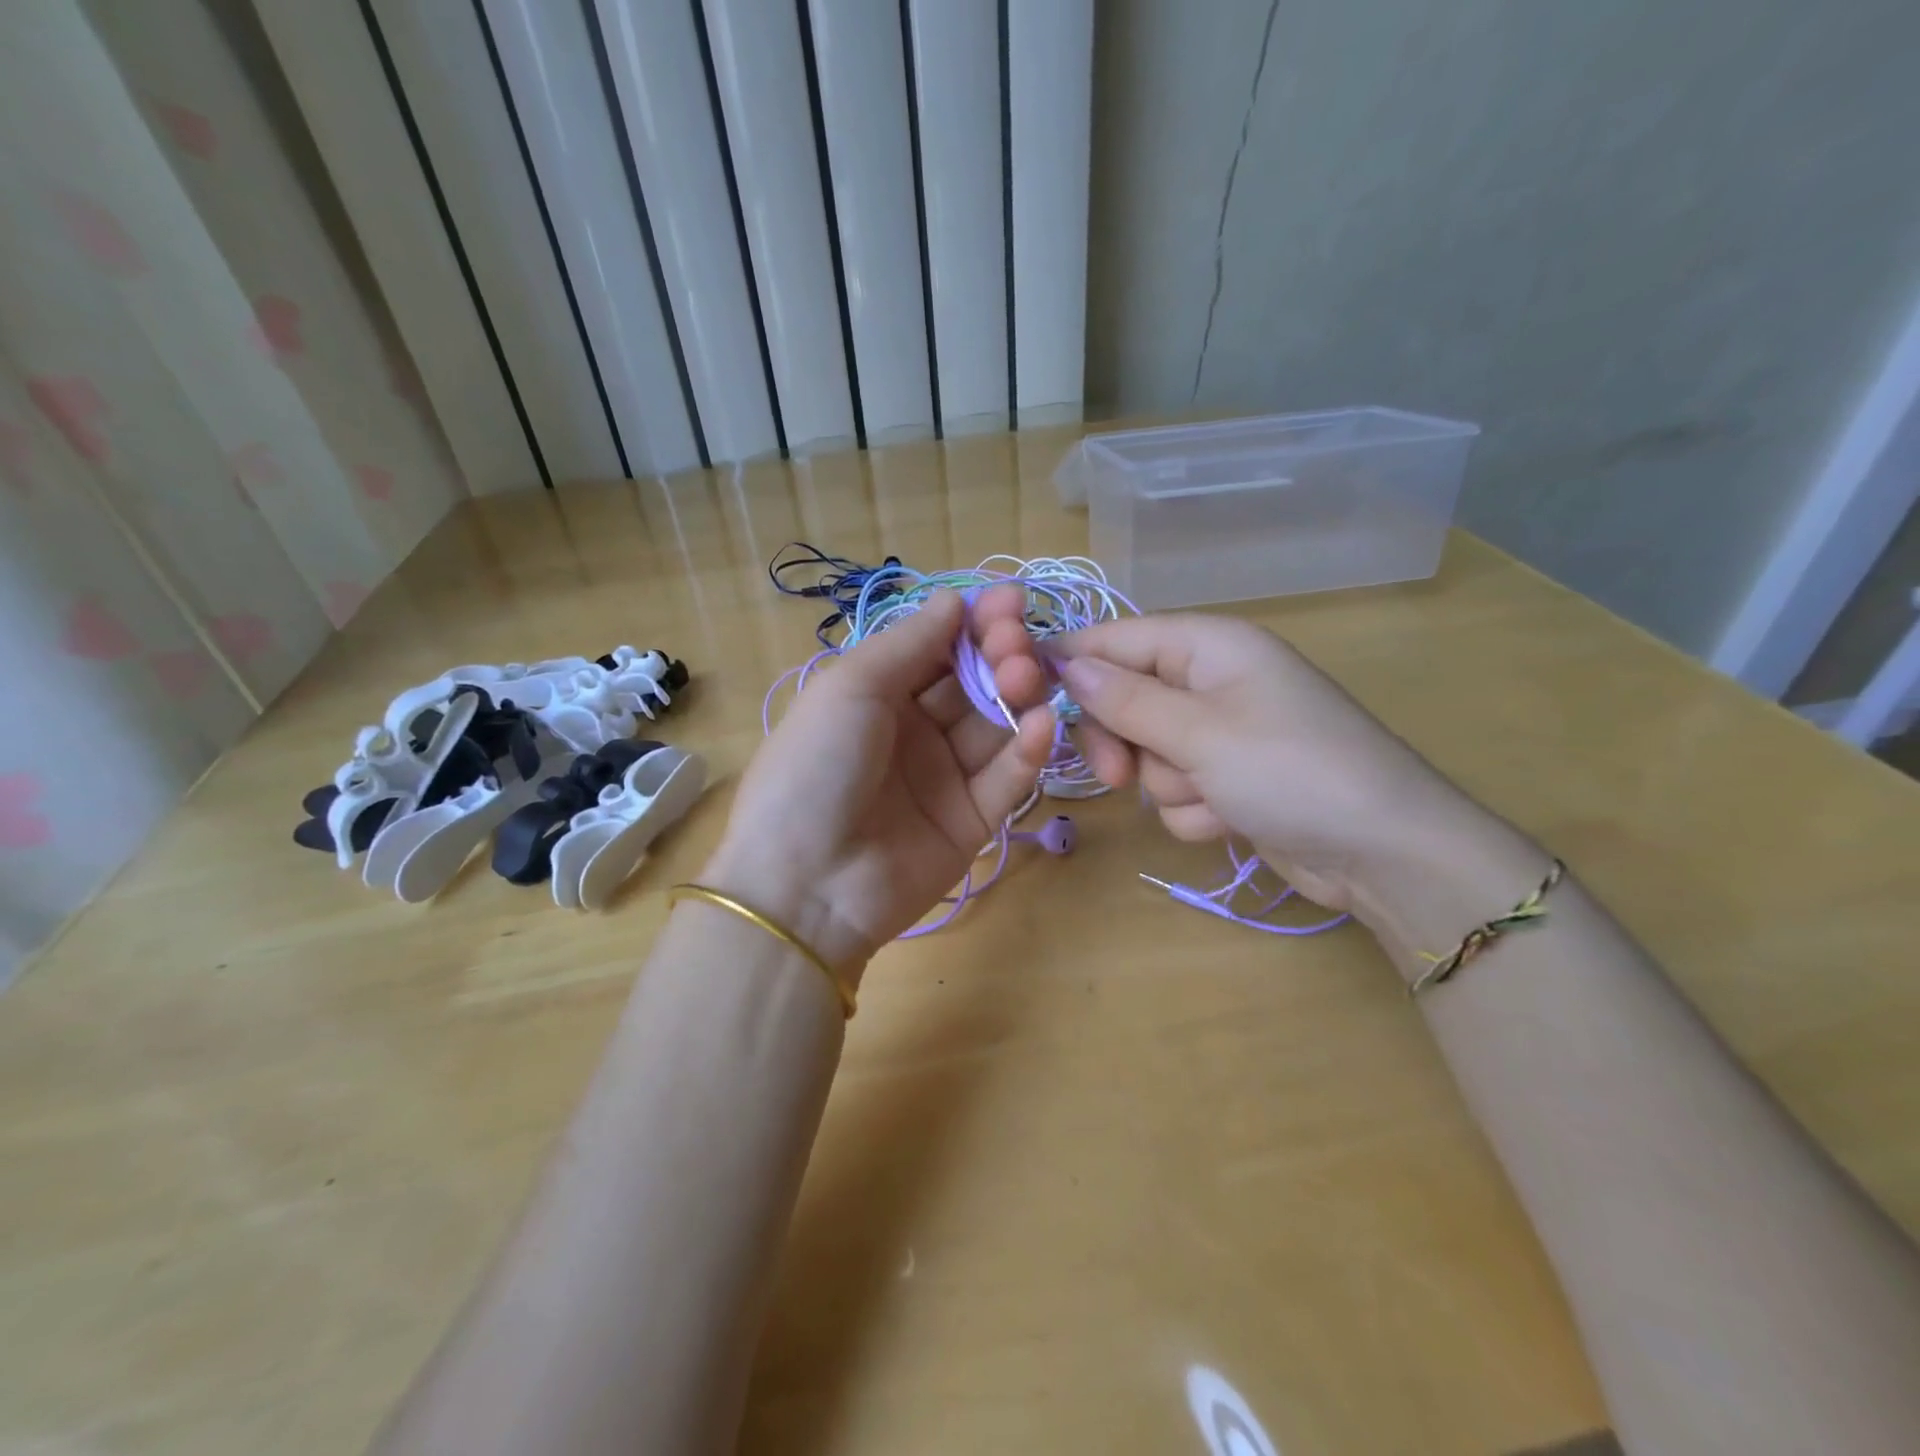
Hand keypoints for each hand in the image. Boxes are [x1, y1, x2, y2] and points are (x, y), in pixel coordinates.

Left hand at [701, 592, 1052, 977]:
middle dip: (1000, 654)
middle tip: (1016, 643)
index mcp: (878, 695)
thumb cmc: (815, 767)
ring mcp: (946, 777)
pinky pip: (1007, 779)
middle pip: (974, 682)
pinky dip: (1028, 750)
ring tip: (1025, 679)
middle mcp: (915, 731)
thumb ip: (910, 643)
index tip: (1010, 601)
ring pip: (998, 725)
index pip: (939, 648)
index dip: (974, 623)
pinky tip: (1042, 724)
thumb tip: (954, 598)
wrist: (804, 885)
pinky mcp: (973, 821)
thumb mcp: (851, 688)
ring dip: (1019, 695)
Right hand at [974, 589, 1506, 920]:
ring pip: (1148, 752)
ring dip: (1168, 783)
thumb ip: (1125, 699)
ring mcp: (1222, 733)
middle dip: (1123, 742)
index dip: (1073, 666)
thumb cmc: (1292, 772)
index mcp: (1209, 646)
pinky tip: (1231, 819)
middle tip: (1120, 775)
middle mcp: (1212, 681)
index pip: (1117, 639)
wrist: (1384, 854)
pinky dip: (1195, 808)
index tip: (1028, 701)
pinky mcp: (1229, 778)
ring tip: (1212, 797)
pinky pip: (1177, 787)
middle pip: (1125, 699)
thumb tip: (1064, 663)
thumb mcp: (1199, 732)